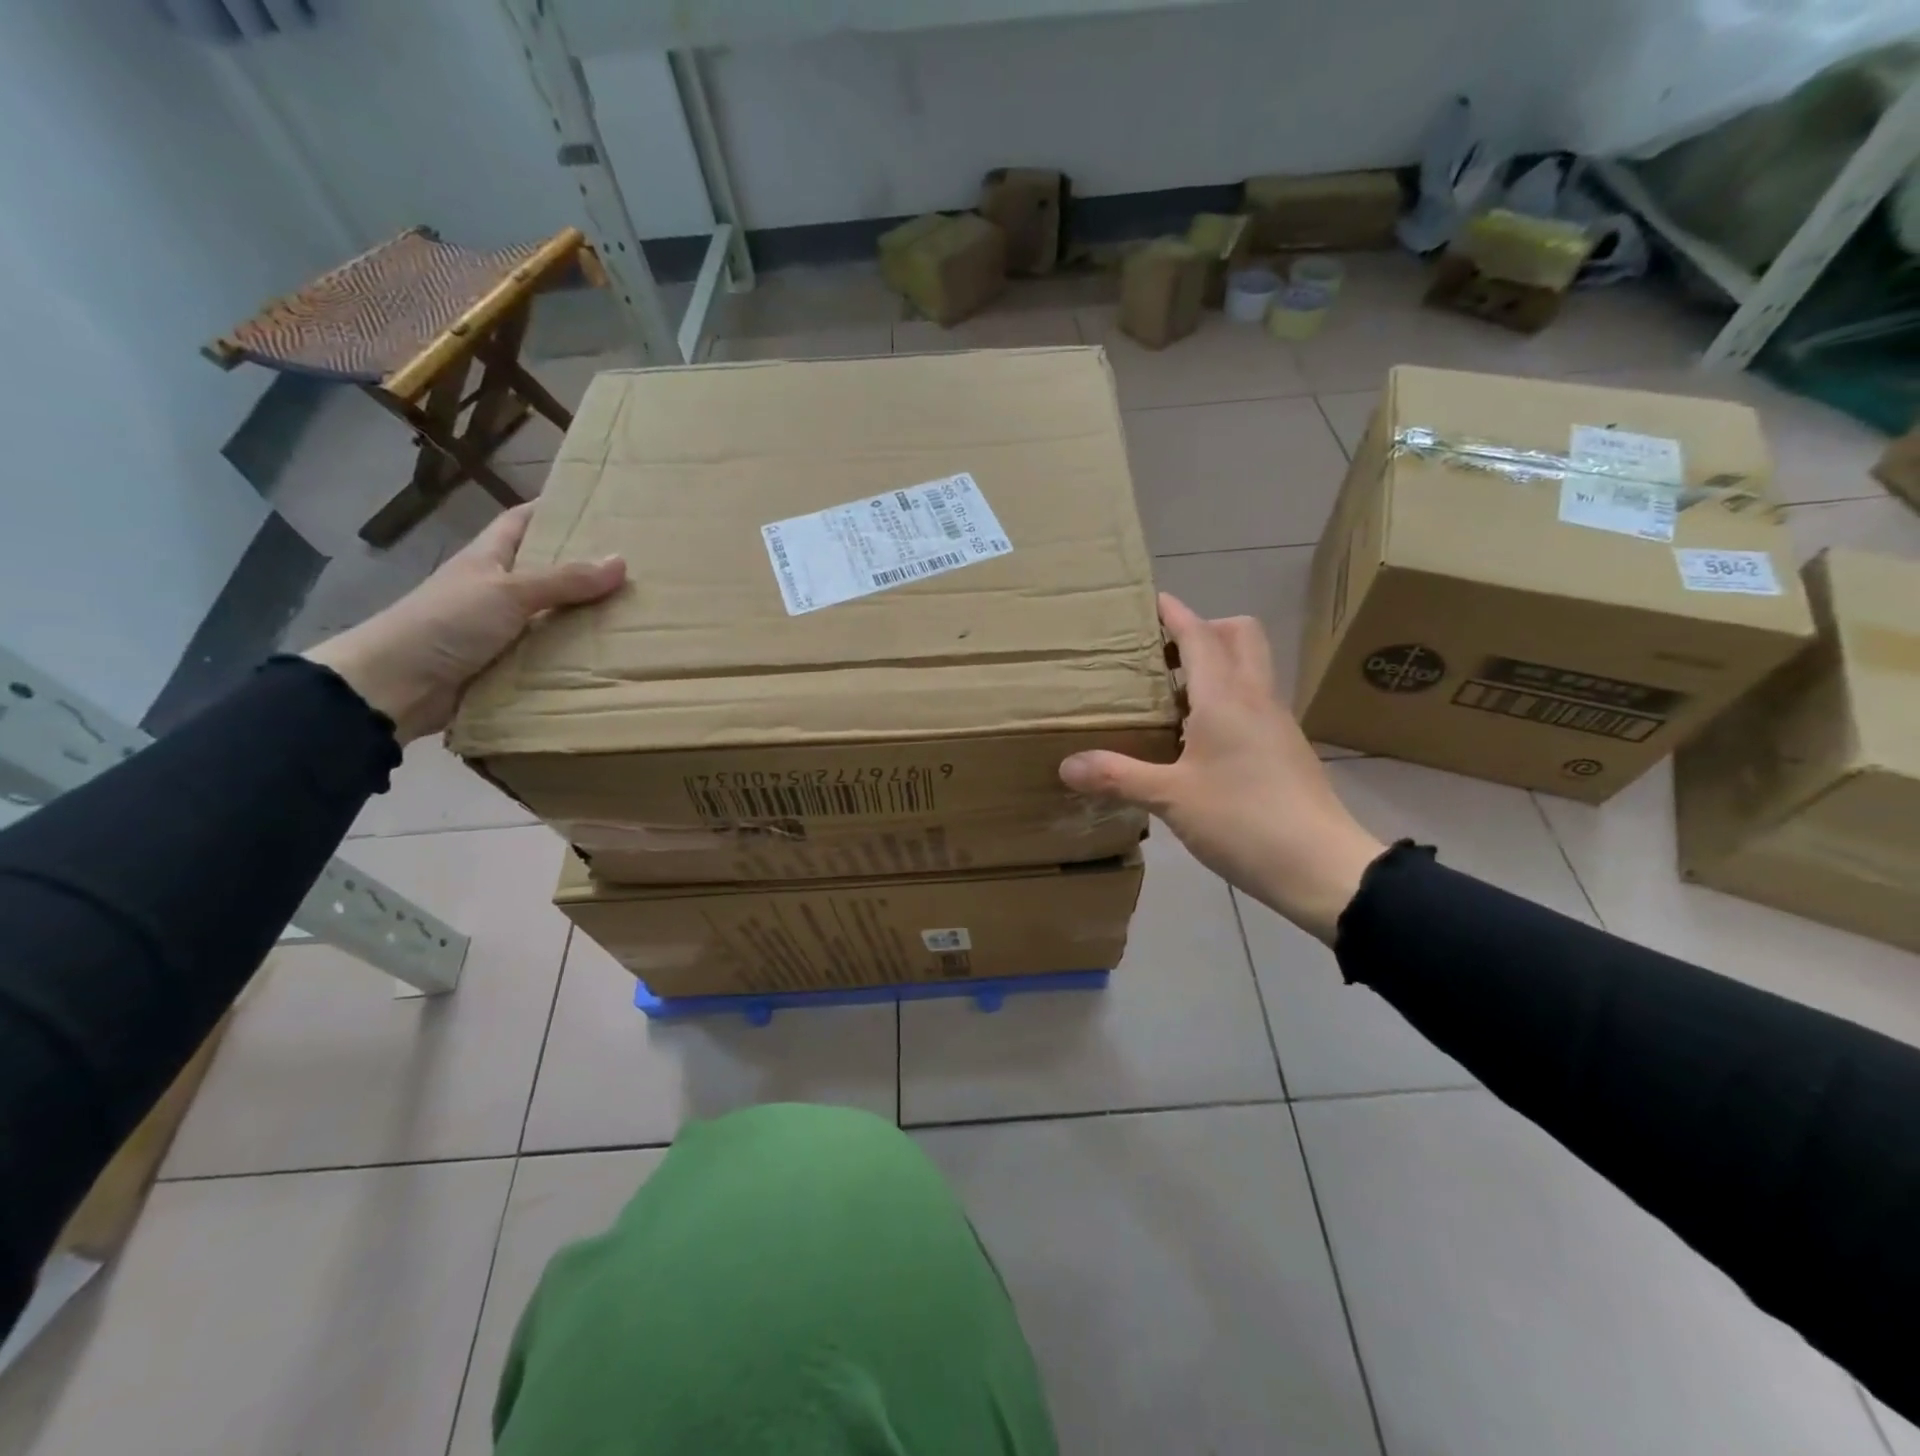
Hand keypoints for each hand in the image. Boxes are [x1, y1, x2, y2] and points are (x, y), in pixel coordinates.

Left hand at [305, 503, 625, 743]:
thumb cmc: (447, 622)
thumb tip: (620, 561)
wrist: (397, 685)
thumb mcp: (509, 592)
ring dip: (585, 617)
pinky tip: (608, 657)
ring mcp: (500, 629)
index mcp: (488, 558)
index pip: (522, 521)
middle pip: (546, 571)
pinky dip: (573, 655)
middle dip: (584, 569)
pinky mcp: (506, 665)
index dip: (553, 511)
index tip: (597, 509)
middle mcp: (495, 589)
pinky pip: (549, 655)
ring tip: (635, 614)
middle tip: (634, 568)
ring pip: (552, 615)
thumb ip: (564, 580)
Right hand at [1059, 593, 1384, 944]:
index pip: (1200, 635)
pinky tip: (1198, 738)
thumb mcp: (1170, 798)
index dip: (1175, 614)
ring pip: (1250, 669)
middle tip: (1163, 653)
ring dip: (1216, 664)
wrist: (1321, 866)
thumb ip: (1117, 776)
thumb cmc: (1242, 819)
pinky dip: (1226, 699)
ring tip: (1171, 694)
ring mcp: (1277, 723)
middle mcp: (1256, 698)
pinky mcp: (1286, 750)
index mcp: (1226, 697)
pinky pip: (1254, 703)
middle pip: (1240, 636)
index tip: (1151, 600)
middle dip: (1204, 629)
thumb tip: (1066, 765)